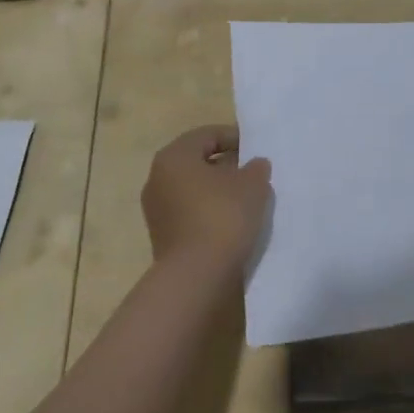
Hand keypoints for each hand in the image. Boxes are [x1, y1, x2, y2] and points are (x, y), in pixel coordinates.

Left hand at [141, 125, 272, 279]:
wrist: (195, 277)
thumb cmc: (222, 216)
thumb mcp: (252, 184)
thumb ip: (255, 168)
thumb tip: (254, 164)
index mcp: (174, 156)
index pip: (208, 135)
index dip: (235, 138)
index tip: (257, 149)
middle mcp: (157, 177)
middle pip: (197, 161)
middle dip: (226, 165)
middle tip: (252, 173)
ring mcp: (156, 209)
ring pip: (193, 188)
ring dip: (217, 189)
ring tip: (246, 199)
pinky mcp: (162, 236)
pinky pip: (189, 212)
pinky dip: (209, 211)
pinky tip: (231, 221)